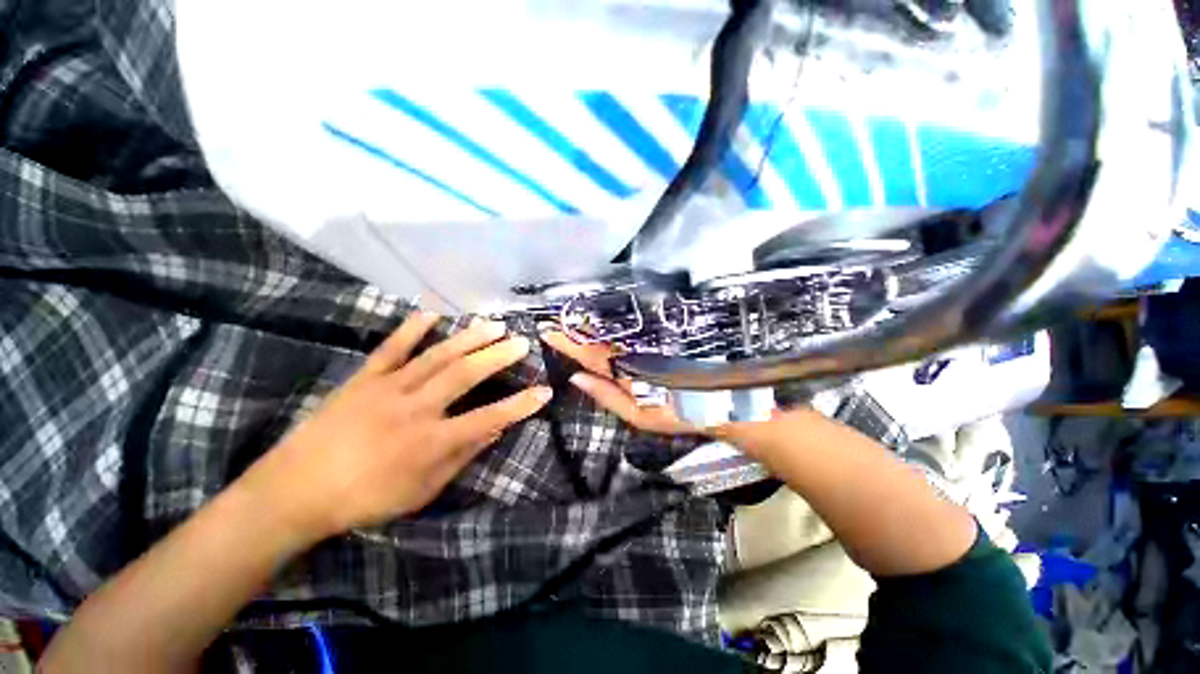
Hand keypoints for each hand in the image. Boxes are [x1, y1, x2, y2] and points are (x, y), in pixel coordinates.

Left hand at [241, 313, 551, 541]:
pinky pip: (391, 349)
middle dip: (498, 356)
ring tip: (494, 324)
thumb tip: (495, 431)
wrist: (295, 491)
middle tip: (521, 341)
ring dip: (469, 338)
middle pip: (465, 375)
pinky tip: (432, 312)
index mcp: (430, 442)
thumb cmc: (365, 498)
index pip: (488, 418)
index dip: (520, 405)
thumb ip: (461, 457)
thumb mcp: (421, 491)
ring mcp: (387, 388)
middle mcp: (414, 409)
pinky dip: (412, 328)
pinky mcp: (364, 379)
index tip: (544, 391)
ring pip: (436, 356)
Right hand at [541, 330, 697, 435]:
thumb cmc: (670, 412)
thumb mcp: (636, 414)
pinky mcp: (649, 346)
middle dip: (573, 330)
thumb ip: (606, 395)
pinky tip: (595, 325)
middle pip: (596, 341)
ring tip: (566, 318)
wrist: (706, 403)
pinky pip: (622, 337)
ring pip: (608, 336)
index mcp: (621, 372)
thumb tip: (576, 377)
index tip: (548, 331)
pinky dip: (605, 330)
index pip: (588, 355)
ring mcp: (639, 348)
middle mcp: (628, 355)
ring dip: (586, 327)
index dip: (567, 343)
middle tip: (552, 319)